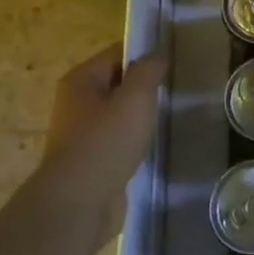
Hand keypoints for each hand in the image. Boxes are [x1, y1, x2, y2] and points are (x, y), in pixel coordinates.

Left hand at [34, 45, 168, 207]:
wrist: (78, 203)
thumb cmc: (106, 143)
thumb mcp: (135, 98)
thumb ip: (148, 70)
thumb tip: (157, 51)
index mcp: (81, 79)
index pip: (118, 53)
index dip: (147, 54)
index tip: (176, 61)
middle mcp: (76, 101)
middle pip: (118, 81)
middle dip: (146, 85)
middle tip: (177, 88)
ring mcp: (81, 131)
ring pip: (119, 111)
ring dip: (141, 114)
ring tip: (168, 115)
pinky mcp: (90, 157)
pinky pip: (118, 137)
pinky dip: (134, 137)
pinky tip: (152, 144)